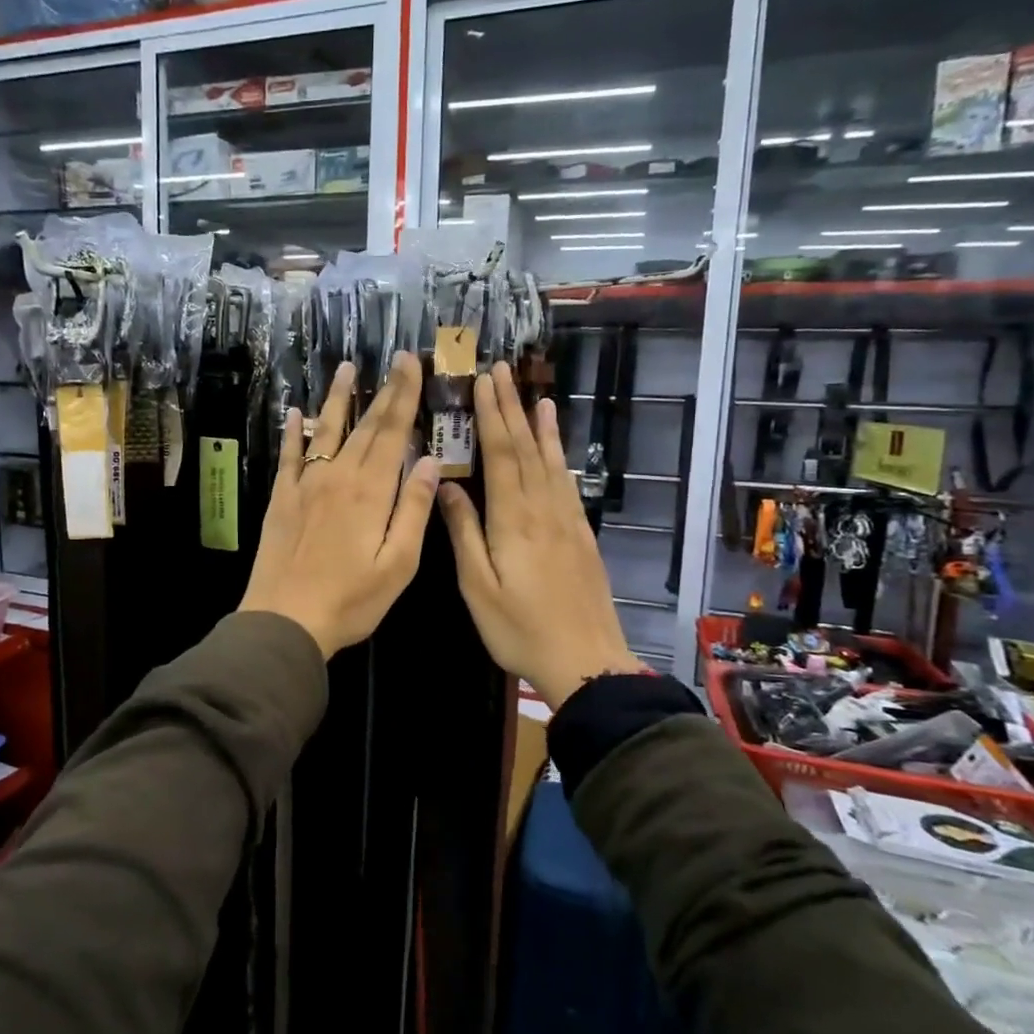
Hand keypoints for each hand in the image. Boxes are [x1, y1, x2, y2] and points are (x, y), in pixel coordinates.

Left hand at [239, 351, 440, 658]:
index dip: (404, 395)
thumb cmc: (350, 600)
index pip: (393, 432)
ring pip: (325, 431)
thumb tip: (429, 462)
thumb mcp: (398, 564)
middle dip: (383, 390)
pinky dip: (292, 432)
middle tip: (394, 358)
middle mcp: (337, 476)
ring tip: (347, 369)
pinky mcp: (281, 498)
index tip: (411, 363)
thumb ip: (413, 510)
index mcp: (371, 491)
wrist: (284, 619)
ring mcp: (305, 484)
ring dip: (338, 399)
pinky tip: (294, 412)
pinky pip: (289, 456)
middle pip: (365, 426)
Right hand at [437, 362, 644, 708]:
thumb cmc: (520, 629)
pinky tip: (557, 450)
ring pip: (551, 462)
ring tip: (536, 396)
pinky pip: (567, 484)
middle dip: (512, 408)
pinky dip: (560, 458)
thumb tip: (447, 486)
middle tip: (502, 371)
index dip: (491, 415)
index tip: (482, 381)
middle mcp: (543, 510)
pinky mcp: (581, 535)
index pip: (502, 454)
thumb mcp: (479, 587)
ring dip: (540, 427)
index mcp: (514, 519)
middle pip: (527, 449)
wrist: (587, 661)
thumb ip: (464, 533)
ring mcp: (567, 521)